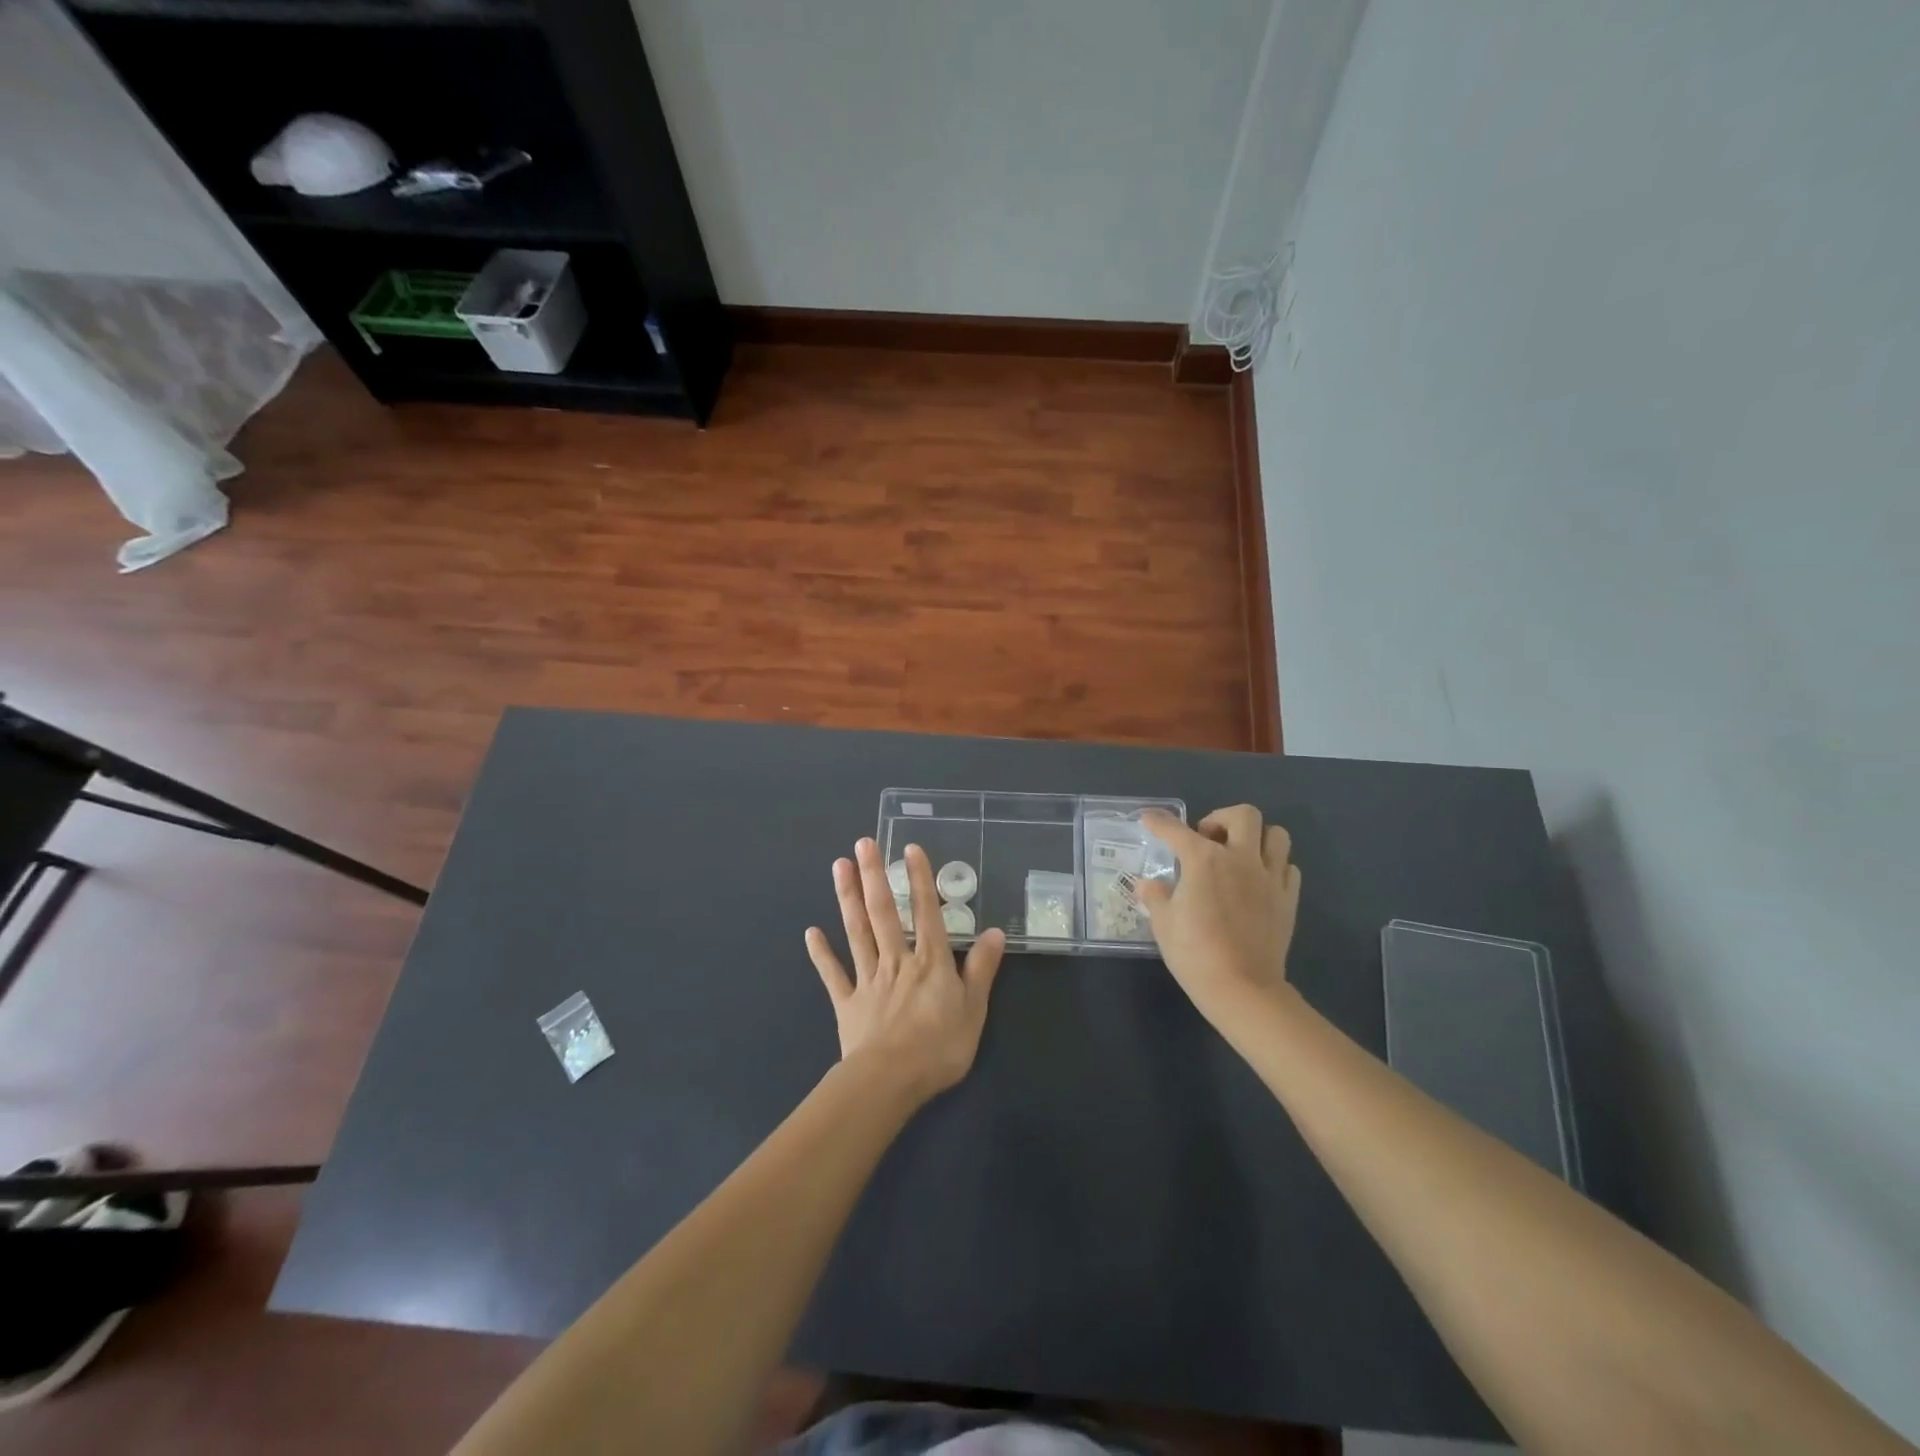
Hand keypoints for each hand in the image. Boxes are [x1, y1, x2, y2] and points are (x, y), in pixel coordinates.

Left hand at [805, 838, 1006, 1100]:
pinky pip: (833, 974)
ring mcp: (868, 979)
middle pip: (883, 911)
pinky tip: (810, 932)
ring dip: (847, 898)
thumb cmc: (938, 1047)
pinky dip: (821, 953)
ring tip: (839, 866)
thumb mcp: (974, 1009)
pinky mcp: (847, 1002)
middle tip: (863, 843)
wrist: (889, 1082)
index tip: (909, 849)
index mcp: (929, 961)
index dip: (919, 879)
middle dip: (874, 875)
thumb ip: (981, 969)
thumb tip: (994, 932)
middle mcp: (896, 960)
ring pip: (857, 932)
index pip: (925, 912)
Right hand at [1137, 805, 1301, 1023]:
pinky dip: (1274, 866)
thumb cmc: (1195, 953)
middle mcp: (1240, 858)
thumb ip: (1156, 897)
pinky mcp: (1288, 899)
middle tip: (1207, 839)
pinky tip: (1258, 882)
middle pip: (1244, 815)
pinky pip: (1288, 867)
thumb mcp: (1164, 924)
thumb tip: (1147, 884)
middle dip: (1222, 818)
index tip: (1149, 819)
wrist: (1242, 988)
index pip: (1176, 830)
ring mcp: (1269, 877)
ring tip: (1239, 854)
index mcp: (1204, 860)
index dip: (1159, 822)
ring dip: (1256, 837)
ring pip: (1276, 835)